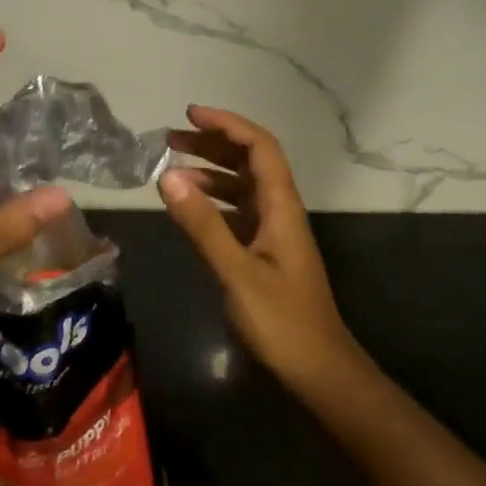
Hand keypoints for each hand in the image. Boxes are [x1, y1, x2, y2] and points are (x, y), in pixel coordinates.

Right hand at [159, 106, 358, 388]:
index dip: (228, 125)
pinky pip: (237, 213)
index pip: (260, 148)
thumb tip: (168, 176)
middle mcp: (280, 212)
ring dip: (211, 172)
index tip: (190, 115)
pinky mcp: (264, 254)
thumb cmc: (282, 322)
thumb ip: (203, 224)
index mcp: (281, 208)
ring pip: (243, 187)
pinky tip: (189, 208)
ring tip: (172, 169)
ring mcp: (273, 234)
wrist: (318, 371)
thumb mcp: (237, 272)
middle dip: (213, 144)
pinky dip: (213, 202)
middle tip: (171, 139)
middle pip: (251, 162)